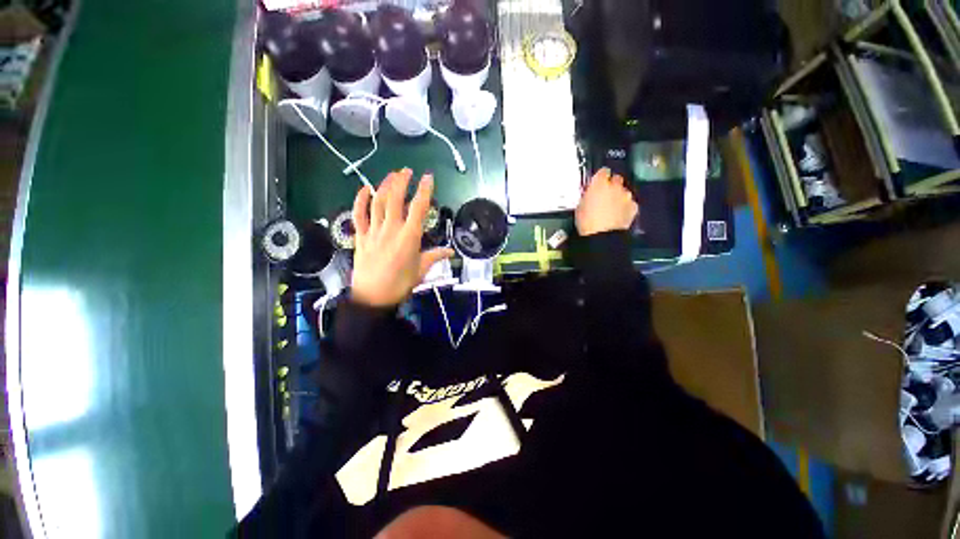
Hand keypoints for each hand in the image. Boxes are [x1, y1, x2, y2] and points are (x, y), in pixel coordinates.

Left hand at [350, 169, 454, 307]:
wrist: (373, 297)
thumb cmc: (401, 284)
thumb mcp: (421, 270)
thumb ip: (436, 256)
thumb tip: (451, 251)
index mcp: (409, 237)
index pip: (419, 208)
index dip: (424, 190)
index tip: (428, 177)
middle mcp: (391, 229)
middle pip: (396, 199)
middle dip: (402, 181)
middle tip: (407, 171)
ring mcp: (374, 231)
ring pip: (378, 202)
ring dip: (384, 185)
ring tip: (392, 175)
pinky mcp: (360, 236)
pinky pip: (358, 215)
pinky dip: (360, 200)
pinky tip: (364, 189)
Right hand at [575, 168, 638, 236]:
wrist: (602, 236)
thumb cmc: (587, 222)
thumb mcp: (580, 206)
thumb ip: (587, 196)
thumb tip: (590, 195)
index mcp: (599, 183)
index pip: (603, 171)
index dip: (601, 177)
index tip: (598, 182)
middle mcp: (615, 186)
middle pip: (617, 179)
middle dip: (612, 185)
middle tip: (605, 196)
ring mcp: (626, 196)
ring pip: (624, 192)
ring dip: (619, 197)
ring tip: (611, 208)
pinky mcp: (633, 207)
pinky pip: (630, 203)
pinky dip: (626, 207)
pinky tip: (618, 215)